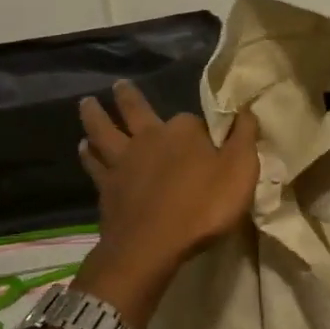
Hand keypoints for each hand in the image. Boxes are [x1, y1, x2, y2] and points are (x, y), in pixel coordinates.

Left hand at [72, 81, 260, 328]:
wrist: (153, 244)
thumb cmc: (203, 207)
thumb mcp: (240, 170)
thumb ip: (244, 138)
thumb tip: (246, 109)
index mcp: (182, 131)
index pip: (192, 121)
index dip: (199, 128)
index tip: (206, 137)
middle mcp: (148, 138)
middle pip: (134, 110)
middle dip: (127, 96)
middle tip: (117, 84)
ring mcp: (122, 161)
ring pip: (103, 131)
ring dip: (94, 116)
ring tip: (87, 104)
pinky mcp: (106, 186)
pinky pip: (93, 163)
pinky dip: (87, 153)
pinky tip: (83, 147)